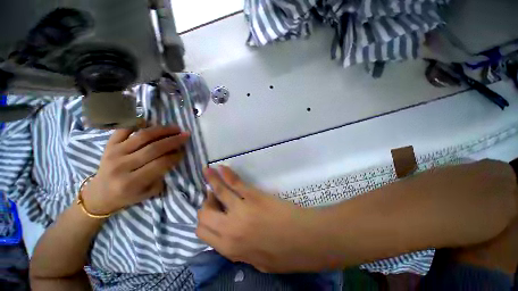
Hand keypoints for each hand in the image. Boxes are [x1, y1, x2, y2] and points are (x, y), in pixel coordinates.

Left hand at [82, 126, 189, 214]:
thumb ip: (161, 176)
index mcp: (132, 182)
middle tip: (185, 135)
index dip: (175, 156)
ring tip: (175, 128)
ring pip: (142, 137)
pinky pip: (123, 129)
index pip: (160, 164)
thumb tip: (173, 157)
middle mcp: (121, 166)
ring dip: (162, 130)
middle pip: (153, 148)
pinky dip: (136, 123)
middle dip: (173, 140)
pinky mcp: (108, 145)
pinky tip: (149, 121)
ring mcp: (114, 153)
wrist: (99, 194)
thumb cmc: (127, 196)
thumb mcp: (148, 193)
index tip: (183, 151)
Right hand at [196, 166, 325, 272]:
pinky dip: (226, 175)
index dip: (205, 221)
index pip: (202, 232)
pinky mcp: (253, 196)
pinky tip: (221, 168)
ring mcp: (241, 210)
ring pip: (218, 193)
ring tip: (207, 171)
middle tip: (214, 198)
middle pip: (204, 214)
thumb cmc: (284, 254)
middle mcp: (230, 229)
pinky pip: (235, 183)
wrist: (304, 239)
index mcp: (229, 249)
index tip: (213, 213)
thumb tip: (230, 241)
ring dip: (211, 181)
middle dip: (206, 205)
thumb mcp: (257, 262)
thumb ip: (239, 253)